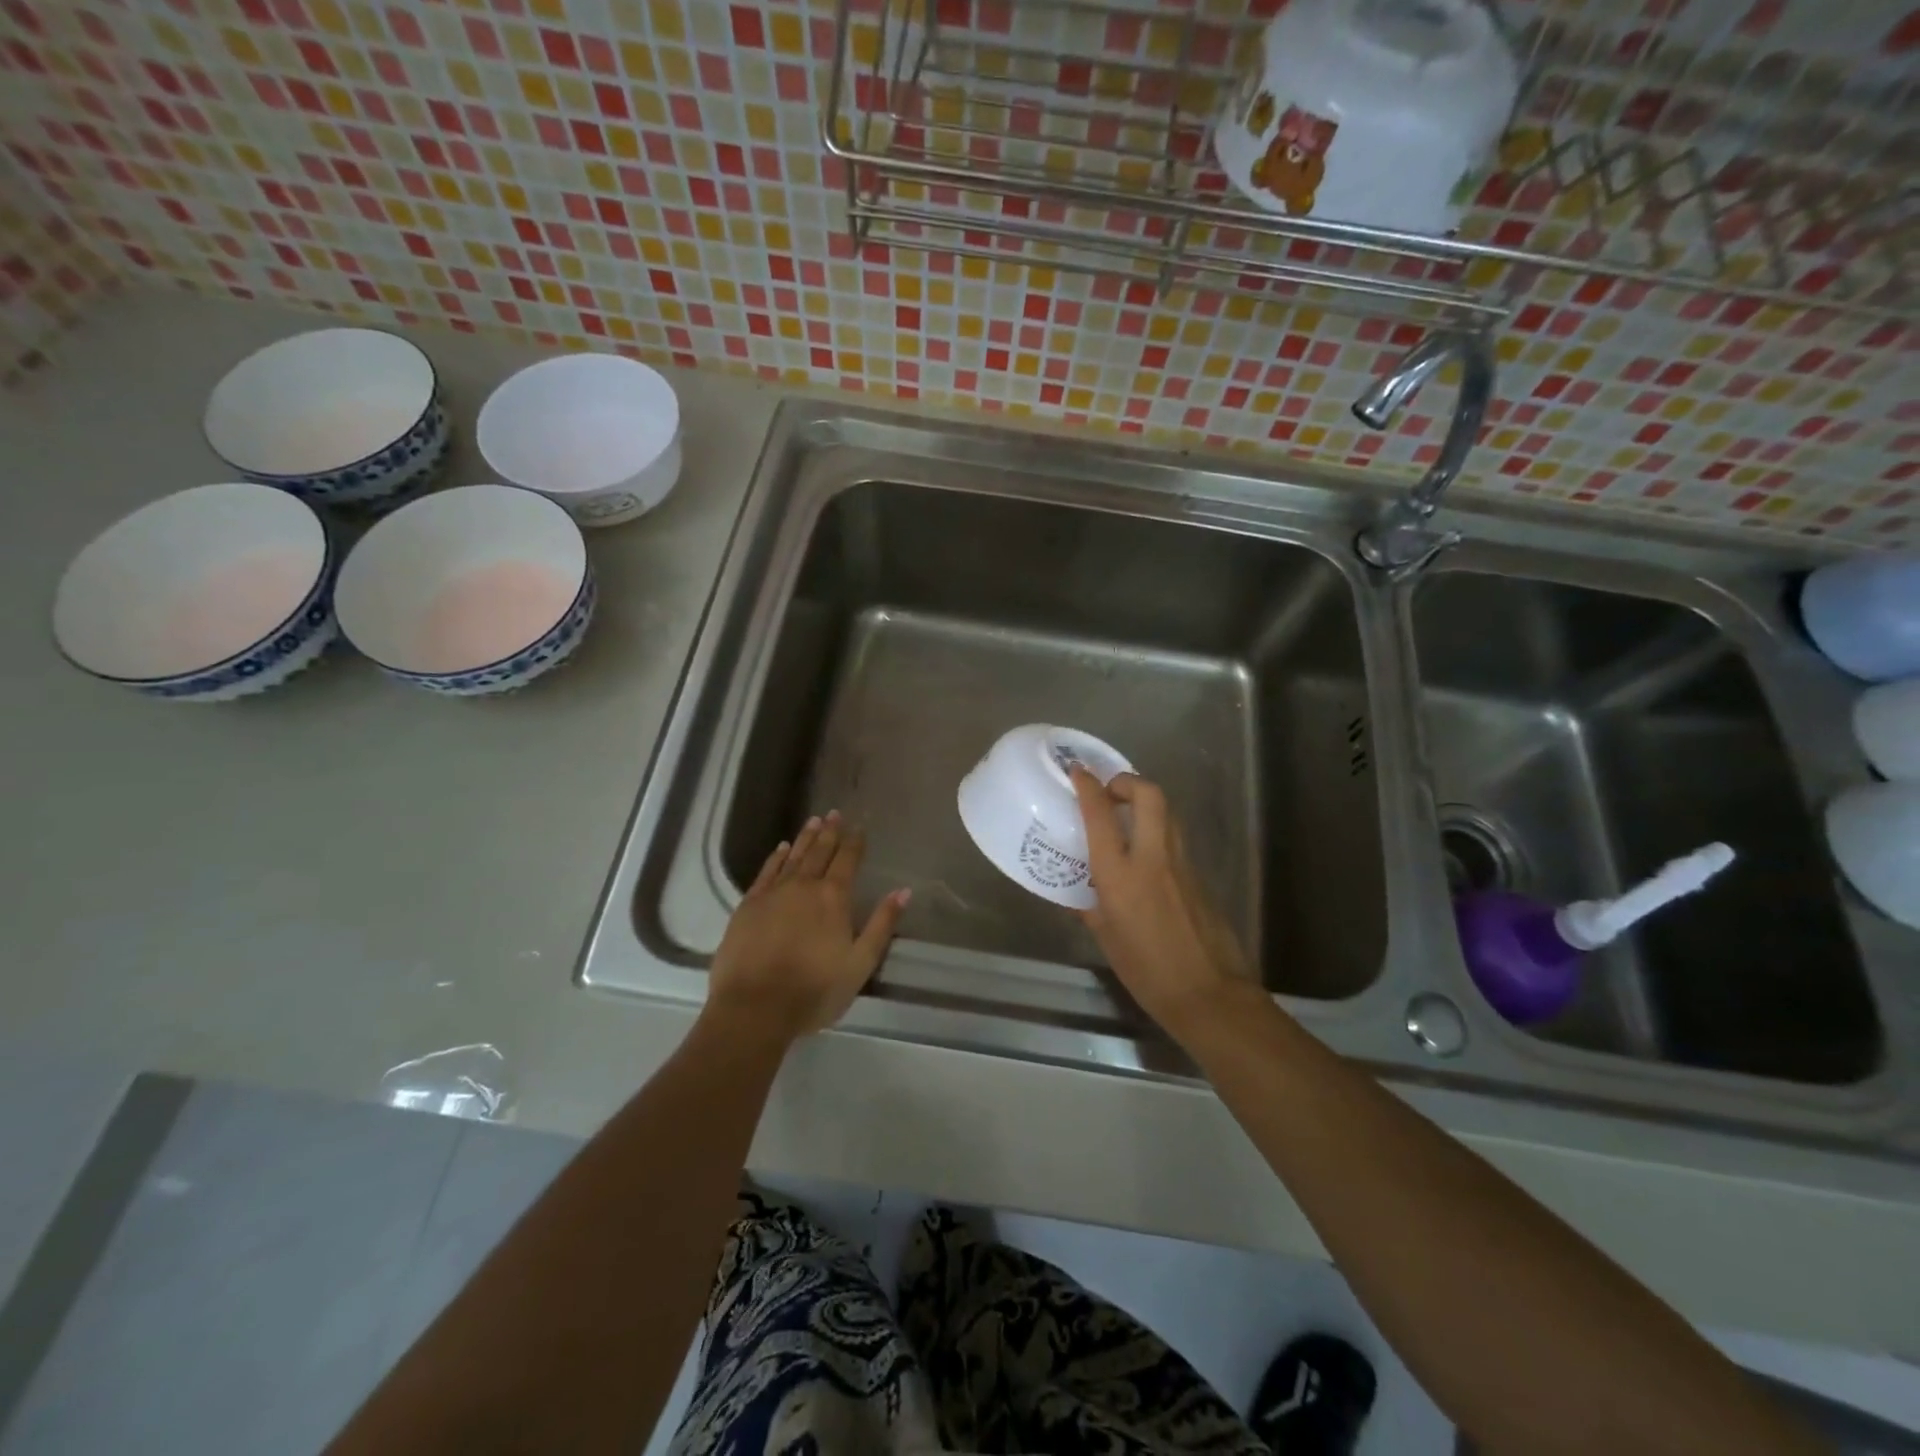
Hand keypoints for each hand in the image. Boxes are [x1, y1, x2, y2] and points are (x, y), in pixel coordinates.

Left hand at [707, 811, 909, 1043]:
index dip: (855, 842)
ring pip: (793, 857)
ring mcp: (773, 893)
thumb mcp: (860, 963)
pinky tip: (781, 849)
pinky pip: (766, 872)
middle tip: (834, 814)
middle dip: (829, 832)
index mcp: (833, 898)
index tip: (859, 826)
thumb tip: (903, 891)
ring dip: (805, 838)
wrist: (754, 1008)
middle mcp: (804, 886)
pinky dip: (776, 857)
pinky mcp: (748, 905)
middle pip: (819, 852)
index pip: (847, 860)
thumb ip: (882, 924)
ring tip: (813, 821)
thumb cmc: (814, 991)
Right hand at [1070, 768, 1250, 1036]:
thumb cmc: (1147, 973)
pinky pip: (1176, 840)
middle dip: (1128, 781)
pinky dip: (1159, 832)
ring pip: (1168, 813)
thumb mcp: (1107, 939)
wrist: (1209, 995)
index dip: (1089, 786)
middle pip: (1149, 795)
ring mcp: (1182, 865)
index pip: (1101, 815)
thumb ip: (1091, 907)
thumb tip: (1080, 895)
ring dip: (1146, 803)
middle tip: (1111, 792)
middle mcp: (1153, 859)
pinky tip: (1146, 857)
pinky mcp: (1201, 876)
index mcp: (1120, 875)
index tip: (1079, 772)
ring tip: (1127, 818)